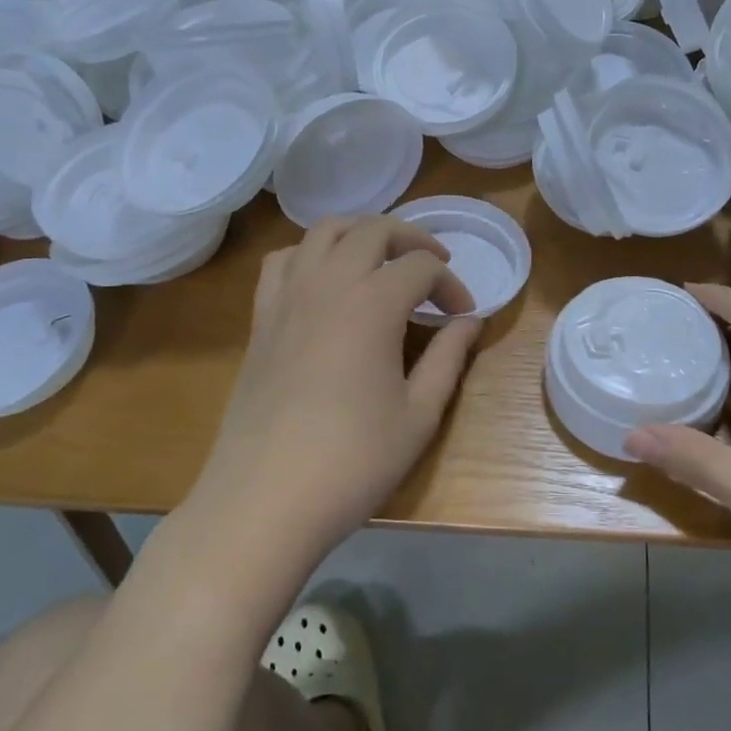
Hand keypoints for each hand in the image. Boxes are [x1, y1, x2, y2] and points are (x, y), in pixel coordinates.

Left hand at [189, 216, 481, 573]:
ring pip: (324, 232)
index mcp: (372, 304)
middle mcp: (328, 284)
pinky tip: (324, 281)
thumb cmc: (351, 461)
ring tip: (382, 259)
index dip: (451, 285)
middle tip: (433, 268)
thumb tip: (470, 323)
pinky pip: (283, 261)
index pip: (422, 267)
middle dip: (412, 239)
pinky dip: (310, 254)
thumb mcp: (418, 415)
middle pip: (374, 229)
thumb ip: (449, 359)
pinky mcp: (260, 320)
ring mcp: (287, 297)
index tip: (464, 317)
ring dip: (360, 233)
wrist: (263, 500)